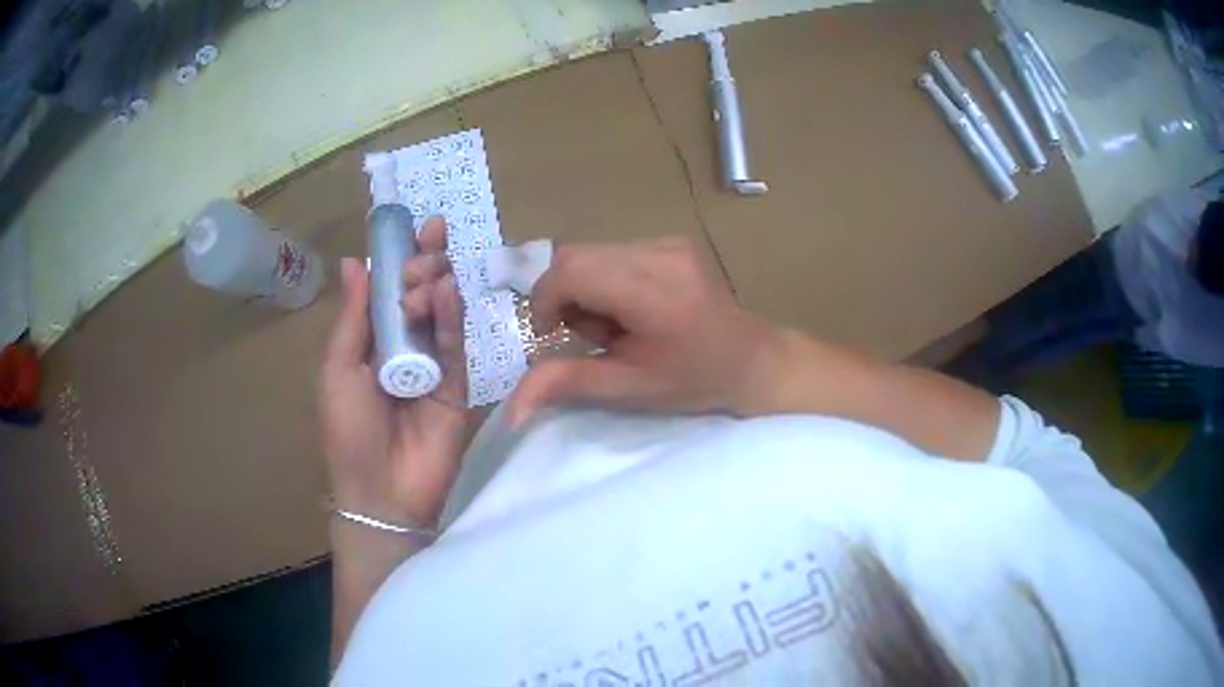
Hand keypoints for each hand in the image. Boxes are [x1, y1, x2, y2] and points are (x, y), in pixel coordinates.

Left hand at [318, 217, 471, 527]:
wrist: (381, 491)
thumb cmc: (349, 431)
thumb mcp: (339, 370)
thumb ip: (353, 317)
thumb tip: (353, 261)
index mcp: (370, 344)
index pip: (387, 292)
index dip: (399, 259)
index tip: (411, 226)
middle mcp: (403, 349)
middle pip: (418, 297)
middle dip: (423, 265)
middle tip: (428, 242)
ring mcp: (433, 367)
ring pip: (440, 315)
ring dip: (436, 285)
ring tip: (431, 266)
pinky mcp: (458, 386)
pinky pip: (456, 346)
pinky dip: (452, 317)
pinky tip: (446, 291)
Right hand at [506, 238, 783, 425]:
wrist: (752, 360)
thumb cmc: (694, 382)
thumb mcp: (630, 389)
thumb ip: (567, 384)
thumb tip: (511, 409)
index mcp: (654, 293)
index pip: (571, 270)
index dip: (545, 301)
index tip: (553, 335)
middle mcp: (660, 253)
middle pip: (575, 255)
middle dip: (564, 296)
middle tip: (589, 335)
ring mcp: (668, 242)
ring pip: (591, 253)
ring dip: (585, 289)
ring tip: (616, 325)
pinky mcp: (671, 241)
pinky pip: (613, 252)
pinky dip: (605, 280)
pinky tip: (632, 309)